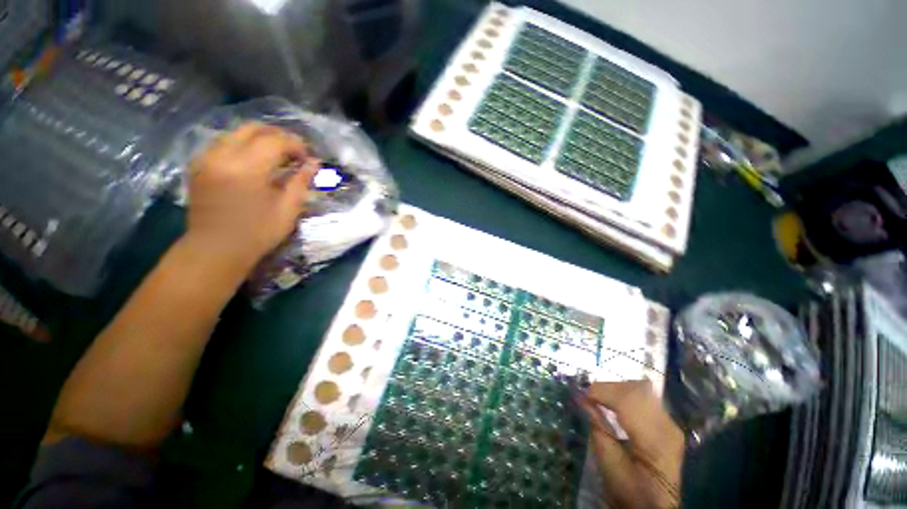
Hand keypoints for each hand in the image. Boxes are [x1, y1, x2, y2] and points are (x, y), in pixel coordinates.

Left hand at [186, 122, 318, 264]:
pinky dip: (242, 146)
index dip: (296, 145)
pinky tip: (253, 162)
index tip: (308, 158)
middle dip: (278, 136)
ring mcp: (207, 158)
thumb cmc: (257, 232)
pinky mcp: (199, 165)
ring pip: (236, 133)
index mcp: (247, 168)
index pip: (276, 140)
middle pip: (253, 128)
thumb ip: (301, 182)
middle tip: (293, 153)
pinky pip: (223, 144)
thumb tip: (315, 163)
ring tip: (276, 157)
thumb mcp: (288, 209)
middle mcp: (223, 155)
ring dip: (260, 139)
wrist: (215, 249)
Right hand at [577, 380, 684, 508]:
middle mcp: (668, 426)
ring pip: (641, 389)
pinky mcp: (668, 424)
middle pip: (636, 389)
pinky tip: (613, 404)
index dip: (603, 391)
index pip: (628, 400)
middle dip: (609, 388)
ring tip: (599, 399)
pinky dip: (625, 395)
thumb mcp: (608, 463)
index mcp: (655, 439)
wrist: (655, 508)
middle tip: (589, 396)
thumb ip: (597, 427)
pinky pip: (644, 398)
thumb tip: (581, 398)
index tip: (582, 394)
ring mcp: (671, 424)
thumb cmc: (629, 490)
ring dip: (616, 390)